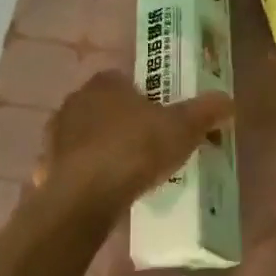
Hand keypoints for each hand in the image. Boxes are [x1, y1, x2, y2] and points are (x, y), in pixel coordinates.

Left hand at [44, 71, 233, 210]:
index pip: (126, 80)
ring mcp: (56, 134)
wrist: (86, 195)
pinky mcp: (46, 165)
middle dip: (124, 123)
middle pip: (105, 107)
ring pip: (86, 136)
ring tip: (128, 172)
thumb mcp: (183, 128)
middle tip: (149, 146)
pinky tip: (103, 191)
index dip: (145, 98)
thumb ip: (206, 111)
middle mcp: (75, 100)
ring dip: (103, 148)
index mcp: (106, 83)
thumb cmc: (136, 149)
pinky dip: (86, 174)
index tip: (162, 119)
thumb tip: (229, 100)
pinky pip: (72, 165)